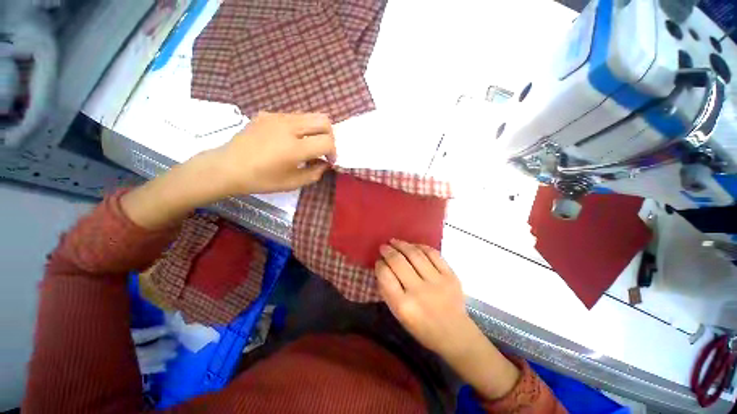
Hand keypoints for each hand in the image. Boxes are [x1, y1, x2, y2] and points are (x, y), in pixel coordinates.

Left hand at [121, 112, 334, 229]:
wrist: (227, 167)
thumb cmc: (261, 180)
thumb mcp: (293, 183)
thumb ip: (315, 173)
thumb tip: (325, 164)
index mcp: (295, 148)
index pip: (327, 141)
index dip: (333, 152)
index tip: (329, 161)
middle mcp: (289, 127)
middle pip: (323, 120)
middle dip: (330, 135)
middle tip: (323, 149)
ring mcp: (277, 117)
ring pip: (309, 115)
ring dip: (315, 130)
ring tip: (307, 145)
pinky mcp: (267, 114)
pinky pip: (293, 116)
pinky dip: (300, 127)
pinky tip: (289, 140)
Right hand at [374, 239, 475, 357]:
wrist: (455, 334)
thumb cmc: (423, 328)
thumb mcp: (399, 315)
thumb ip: (388, 291)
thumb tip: (382, 267)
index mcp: (403, 305)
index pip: (385, 276)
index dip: (380, 265)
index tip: (379, 261)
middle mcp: (419, 291)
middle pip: (398, 262)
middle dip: (388, 251)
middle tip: (384, 247)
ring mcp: (437, 281)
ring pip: (415, 254)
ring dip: (402, 244)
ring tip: (395, 241)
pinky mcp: (450, 275)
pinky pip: (433, 254)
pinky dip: (421, 247)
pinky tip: (414, 246)